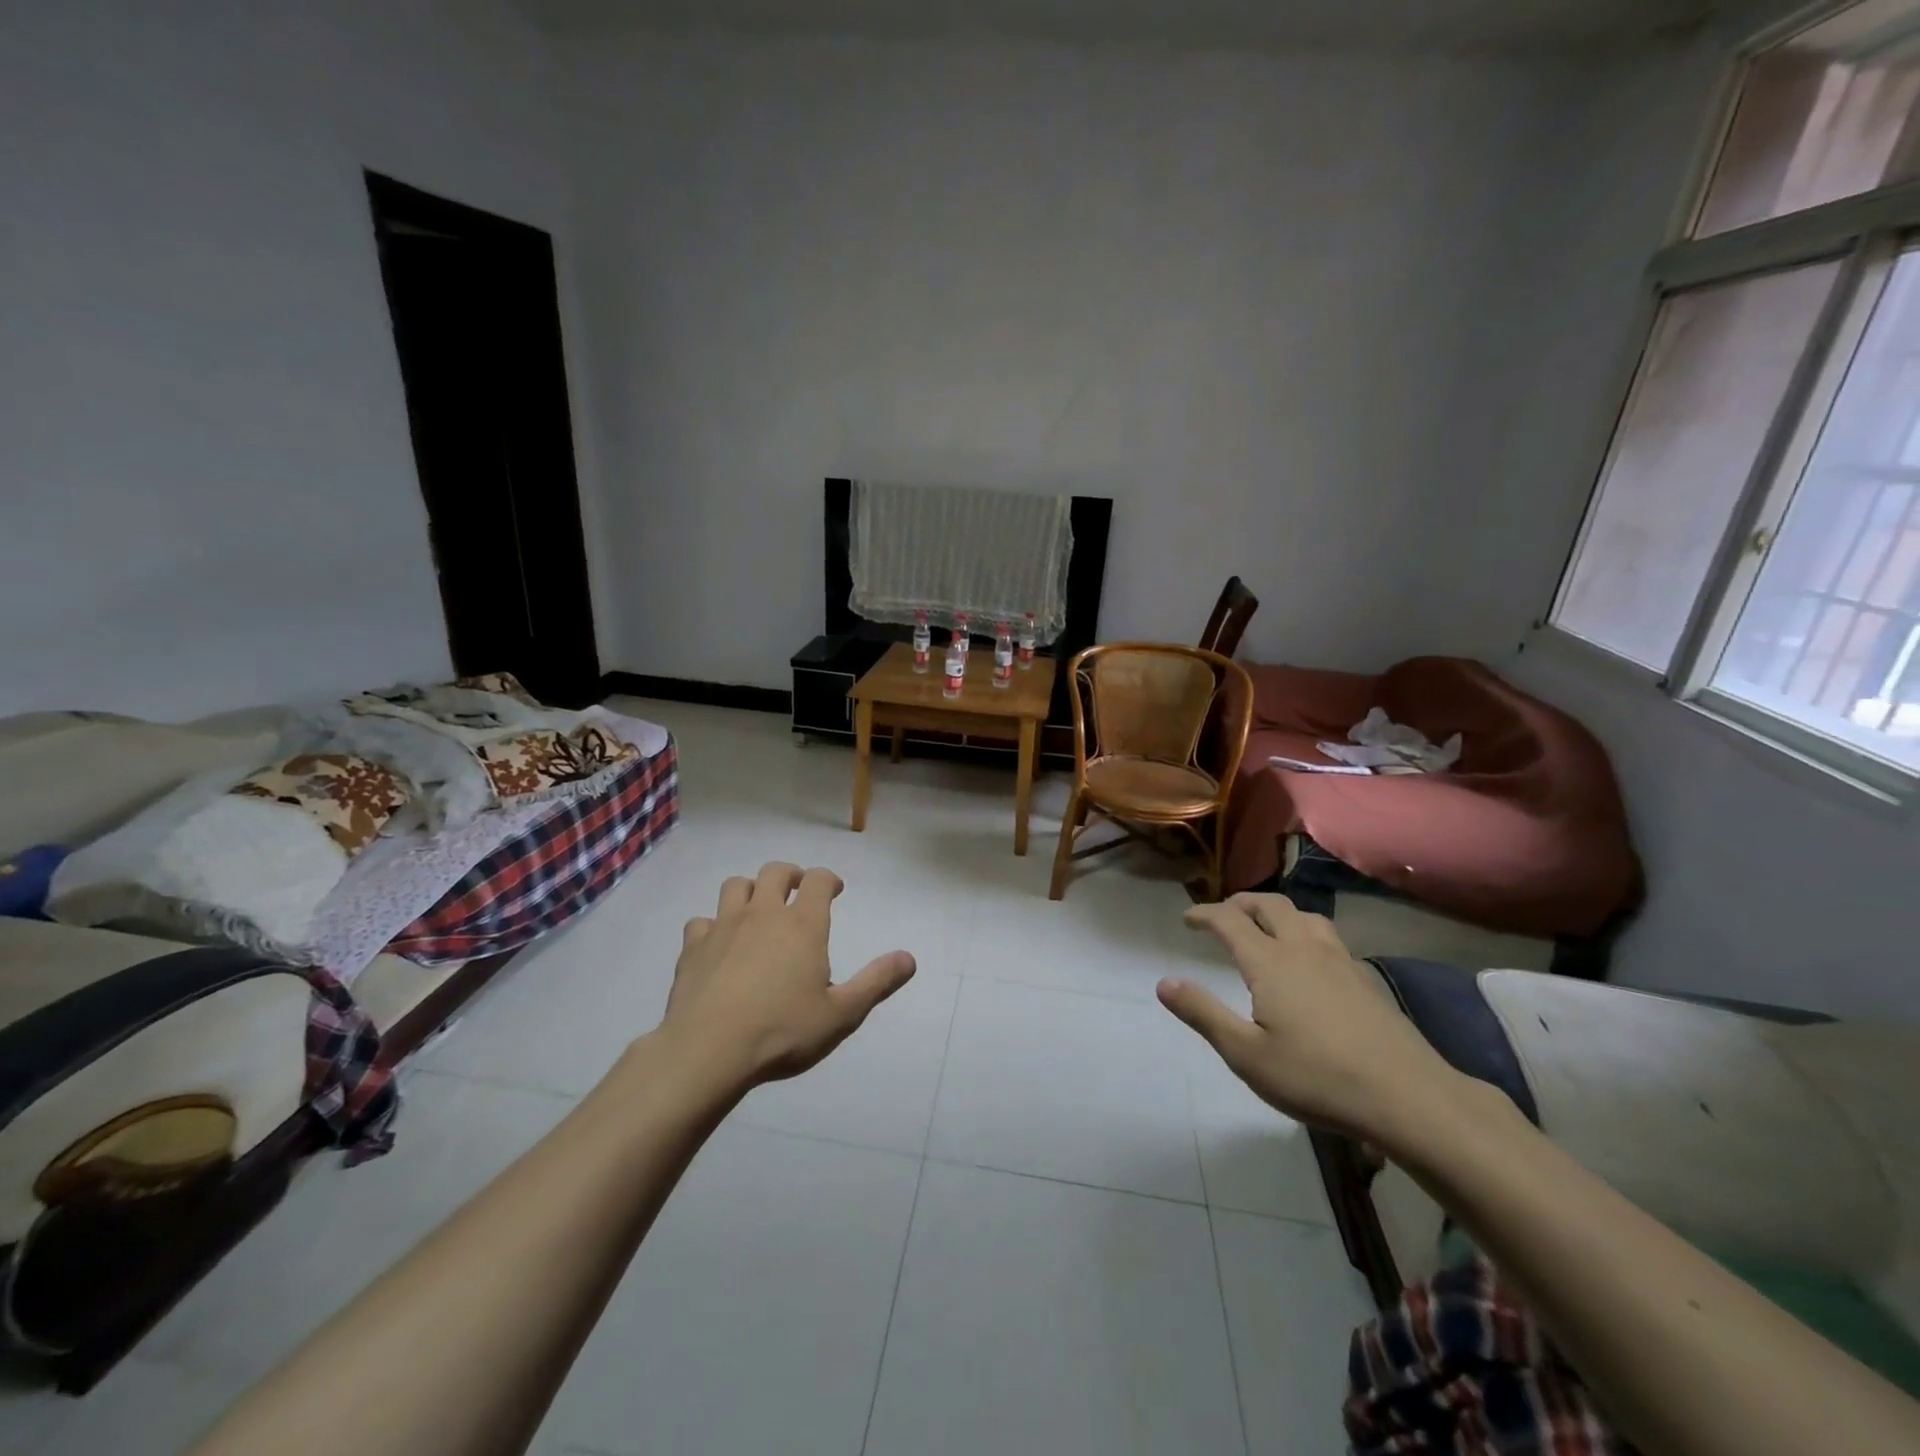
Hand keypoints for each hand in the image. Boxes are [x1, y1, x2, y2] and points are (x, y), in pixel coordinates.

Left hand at [661, 862, 915, 1087]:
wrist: (708, 1051)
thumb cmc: (783, 1031)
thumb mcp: (842, 1014)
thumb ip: (876, 982)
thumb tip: (909, 958)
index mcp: (802, 925)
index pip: (818, 880)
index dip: (829, 879)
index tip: (835, 891)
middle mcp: (763, 914)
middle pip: (775, 872)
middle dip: (791, 874)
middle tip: (798, 890)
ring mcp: (723, 927)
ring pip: (735, 886)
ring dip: (751, 890)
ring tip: (758, 909)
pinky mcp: (692, 948)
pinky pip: (701, 921)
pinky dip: (712, 925)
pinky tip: (718, 944)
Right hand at [1157, 893, 1463, 1143]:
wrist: (1408, 1097)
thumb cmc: (1317, 1077)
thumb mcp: (1247, 1055)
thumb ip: (1203, 1014)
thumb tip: (1163, 983)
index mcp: (1270, 962)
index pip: (1229, 920)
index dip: (1204, 914)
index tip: (1188, 918)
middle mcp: (1303, 949)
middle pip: (1269, 906)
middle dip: (1241, 903)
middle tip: (1223, 916)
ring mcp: (1339, 961)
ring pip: (1304, 915)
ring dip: (1276, 912)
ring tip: (1264, 927)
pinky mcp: (1364, 978)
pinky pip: (1326, 935)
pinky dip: (1303, 931)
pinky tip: (1308, 960)